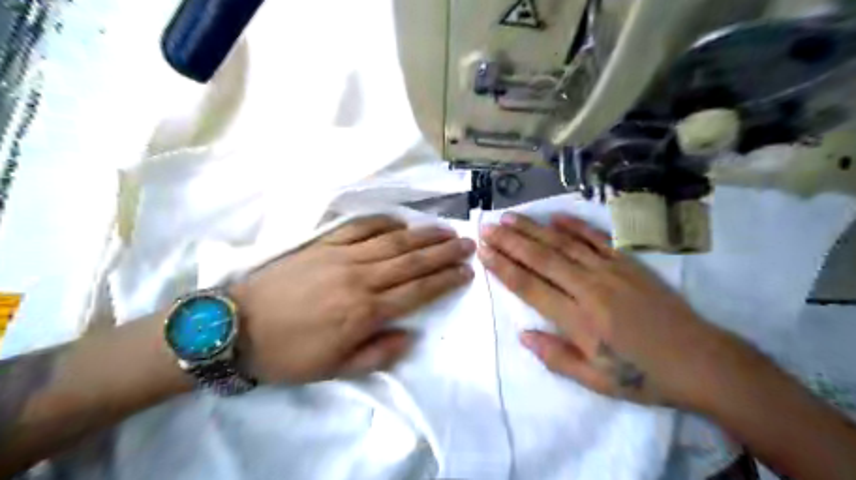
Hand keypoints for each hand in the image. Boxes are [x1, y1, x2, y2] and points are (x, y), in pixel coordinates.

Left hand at [231, 216, 477, 384]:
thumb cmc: (289, 353)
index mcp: (366, 311)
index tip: (466, 272)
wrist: (237, 326)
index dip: (445, 280)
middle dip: (444, 253)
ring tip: (445, 230)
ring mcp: (342, 256)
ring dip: (422, 235)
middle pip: (412, 260)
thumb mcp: (334, 369)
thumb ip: (377, 354)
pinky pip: (360, 227)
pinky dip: (383, 222)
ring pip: (392, 241)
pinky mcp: (324, 243)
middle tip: (467, 244)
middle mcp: (361, 278)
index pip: (418, 291)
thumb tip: (409, 335)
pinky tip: (400, 221)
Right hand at [480, 214, 736, 408]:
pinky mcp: (629, 263)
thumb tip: (523, 335)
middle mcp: (590, 288)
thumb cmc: (644, 376)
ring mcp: (611, 271)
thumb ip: (555, 357)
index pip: (530, 287)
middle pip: (542, 259)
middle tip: (486, 227)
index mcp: (579, 320)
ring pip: (564, 244)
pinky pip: (597, 239)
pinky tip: (555, 217)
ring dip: (534, 229)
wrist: (702, 362)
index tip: (484, 252)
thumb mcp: (595, 381)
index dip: (503, 268)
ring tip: (510, 217)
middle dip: (510, 242)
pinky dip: (575, 226)